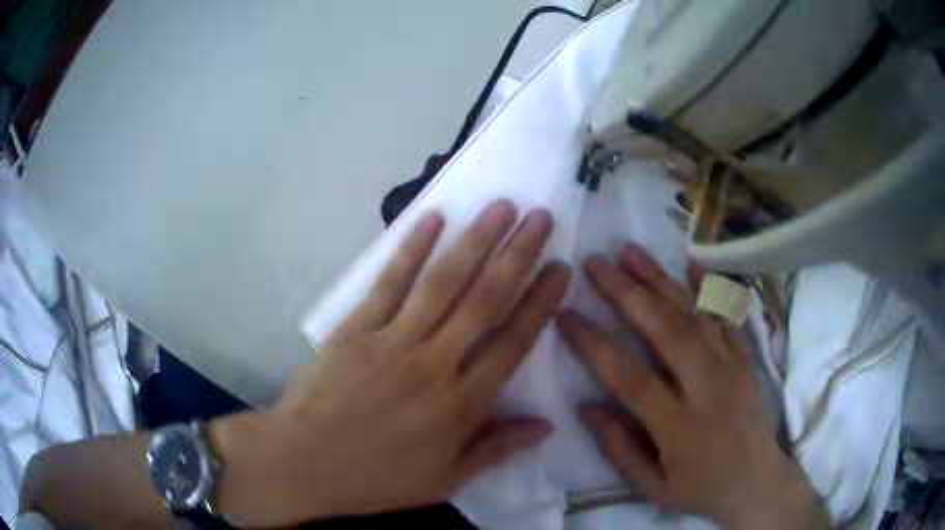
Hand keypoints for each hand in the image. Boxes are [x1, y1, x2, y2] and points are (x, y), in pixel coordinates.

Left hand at [211, 200, 570, 526]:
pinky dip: (411, 248)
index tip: (561, 268)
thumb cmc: (377, 478)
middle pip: (485, 300)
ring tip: (502, 207)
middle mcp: (434, 364)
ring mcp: (392, 341)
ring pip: (443, 282)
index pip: (514, 343)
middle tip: (541, 217)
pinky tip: (433, 218)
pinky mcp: (355, 328)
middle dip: (519, 254)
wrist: (303, 463)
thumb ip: (497, 449)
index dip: (541, 302)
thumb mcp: (445, 479)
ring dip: (476, 240)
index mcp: (461, 405)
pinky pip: (389, 283)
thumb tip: (547, 426)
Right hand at [557, 246, 828, 528]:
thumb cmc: (700, 488)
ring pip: (695, 314)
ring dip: (661, 279)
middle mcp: (707, 387)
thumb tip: (586, 406)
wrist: (756, 481)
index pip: (630, 377)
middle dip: (626, 293)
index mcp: (679, 426)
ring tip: (630, 252)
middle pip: (666, 330)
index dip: (595, 344)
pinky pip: (727, 316)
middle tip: (595, 264)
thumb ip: (619, 449)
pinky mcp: (745, 359)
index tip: (566, 315)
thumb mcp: (652, 487)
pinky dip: (709, 288)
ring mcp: (731, 367)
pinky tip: (690, 263)